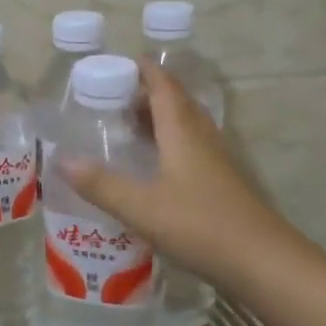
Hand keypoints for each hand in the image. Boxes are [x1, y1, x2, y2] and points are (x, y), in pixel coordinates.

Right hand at [64, 58, 302, 287]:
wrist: (264, 264)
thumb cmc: (201, 226)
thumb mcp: (141, 207)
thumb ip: (101, 184)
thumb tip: (61, 159)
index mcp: (182, 133)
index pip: (164, 88)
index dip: (146, 71)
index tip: (124, 61)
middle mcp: (202, 139)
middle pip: (177, 103)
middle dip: (149, 93)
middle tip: (116, 96)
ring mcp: (218, 162)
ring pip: (188, 126)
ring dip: (161, 117)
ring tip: (131, 126)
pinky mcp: (224, 184)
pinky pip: (194, 148)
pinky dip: (171, 143)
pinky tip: (157, 165)